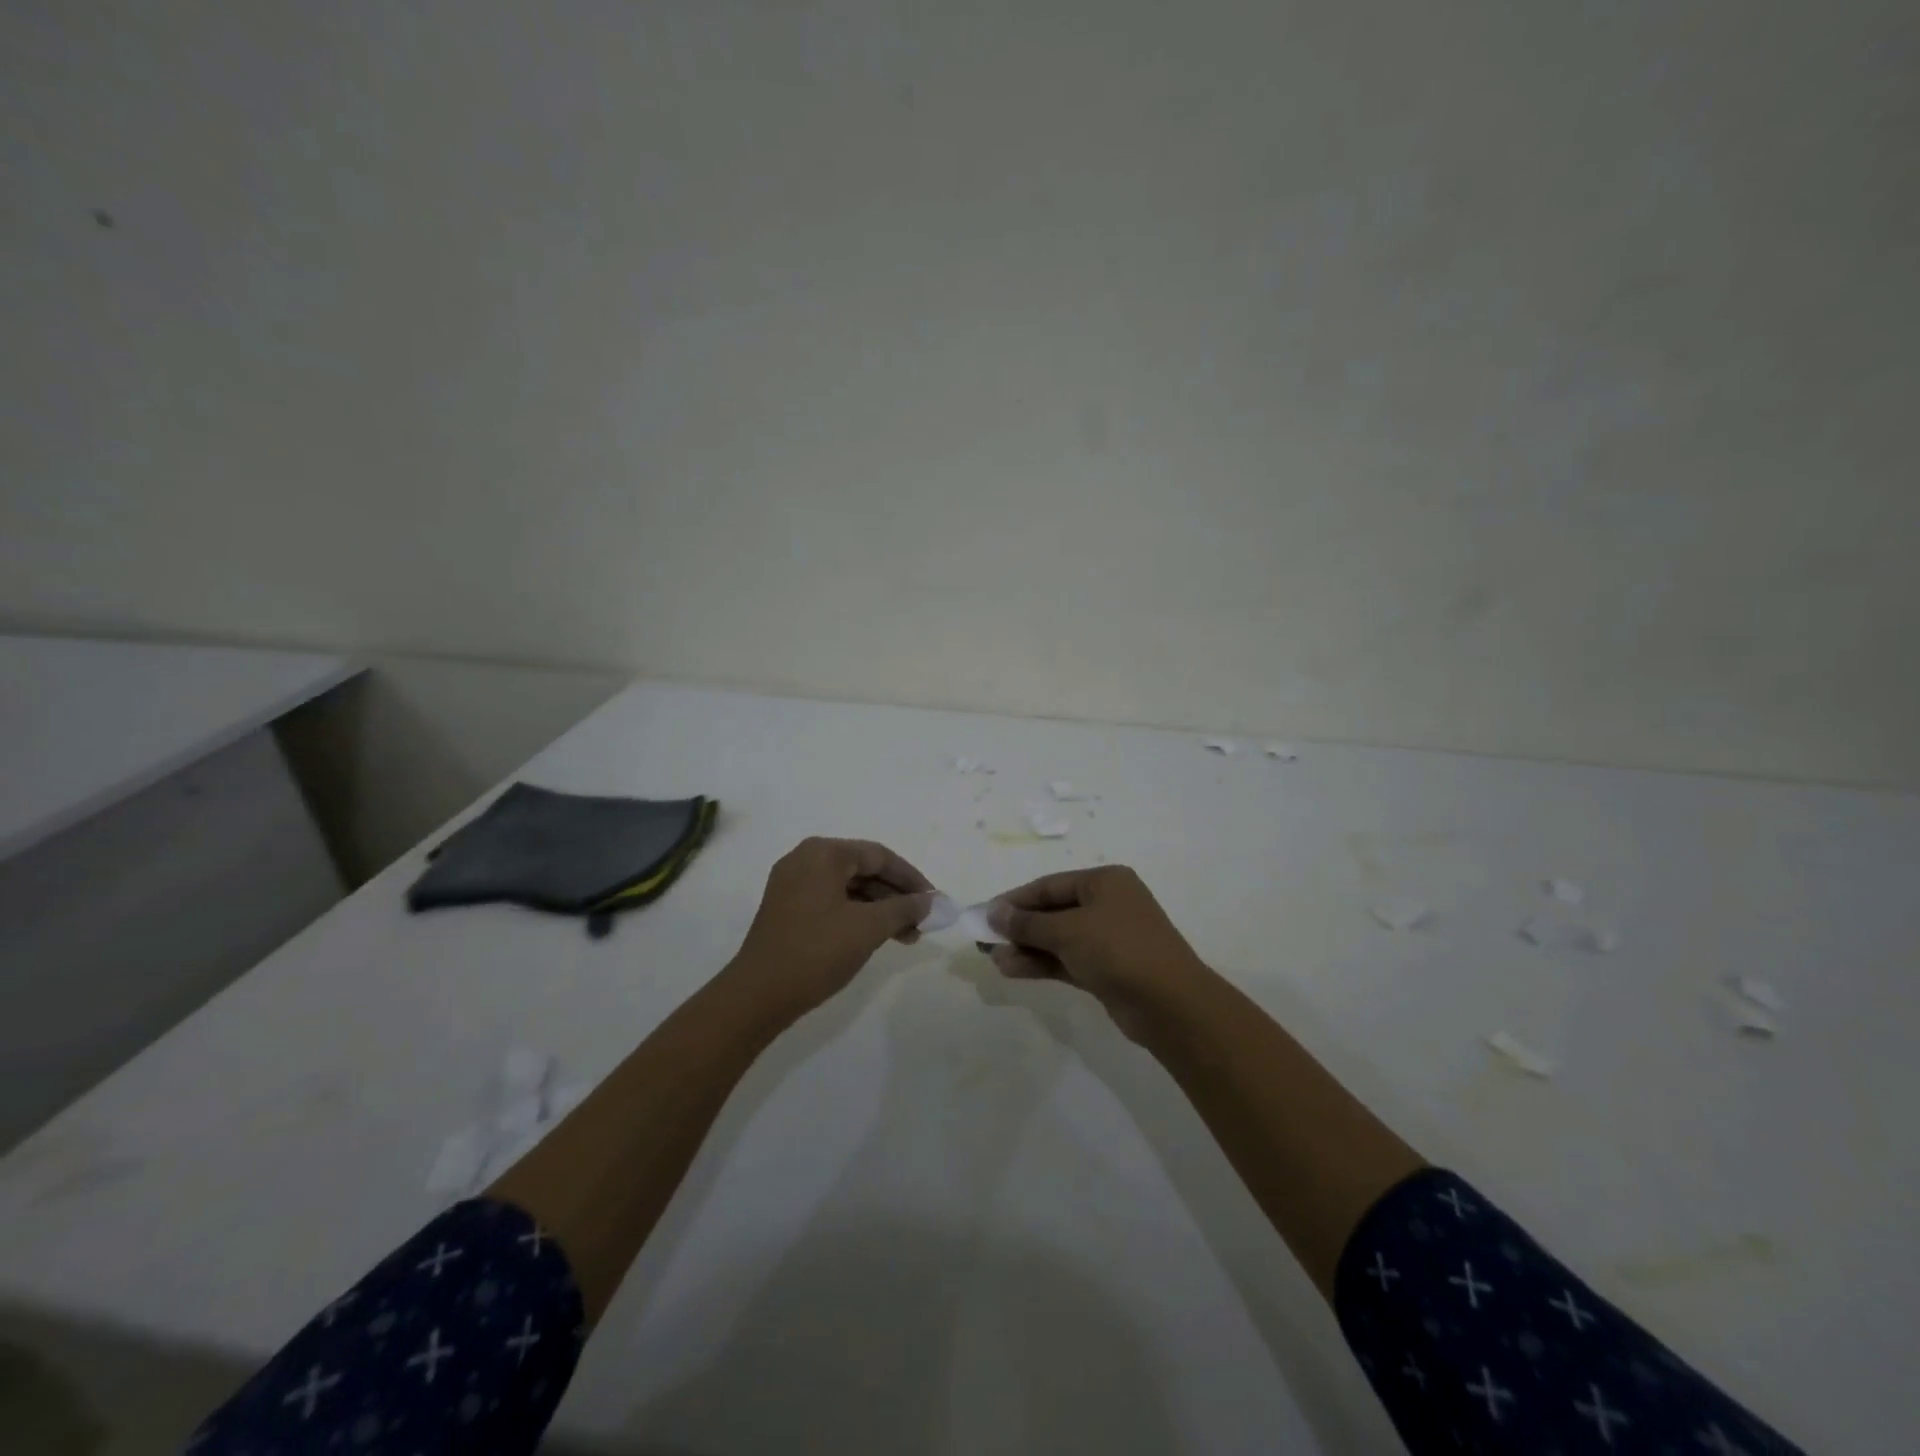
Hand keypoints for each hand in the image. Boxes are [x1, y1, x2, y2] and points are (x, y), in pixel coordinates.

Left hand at [730, 838, 932, 1017]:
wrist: (758, 995)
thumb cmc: (816, 951)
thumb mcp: (868, 927)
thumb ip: (903, 908)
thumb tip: (929, 901)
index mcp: (823, 853)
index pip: (879, 856)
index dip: (911, 879)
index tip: (934, 902)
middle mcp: (806, 860)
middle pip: (864, 870)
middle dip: (896, 896)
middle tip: (922, 923)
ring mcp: (793, 884)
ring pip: (849, 888)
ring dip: (880, 909)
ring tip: (906, 937)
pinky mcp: (788, 908)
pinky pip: (833, 902)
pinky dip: (858, 916)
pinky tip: (878, 937)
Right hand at [987, 866, 1210, 1040]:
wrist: (1170, 1005)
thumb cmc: (1119, 950)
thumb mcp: (1068, 931)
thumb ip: (1028, 923)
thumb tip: (994, 911)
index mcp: (1105, 882)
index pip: (1049, 886)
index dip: (1015, 900)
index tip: (984, 914)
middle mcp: (1107, 905)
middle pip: (1052, 912)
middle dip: (1019, 927)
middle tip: (985, 940)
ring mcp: (1108, 939)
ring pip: (1058, 939)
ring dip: (1026, 948)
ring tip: (993, 959)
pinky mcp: (1107, 969)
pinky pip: (1066, 960)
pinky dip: (1042, 964)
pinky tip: (1012, 970)